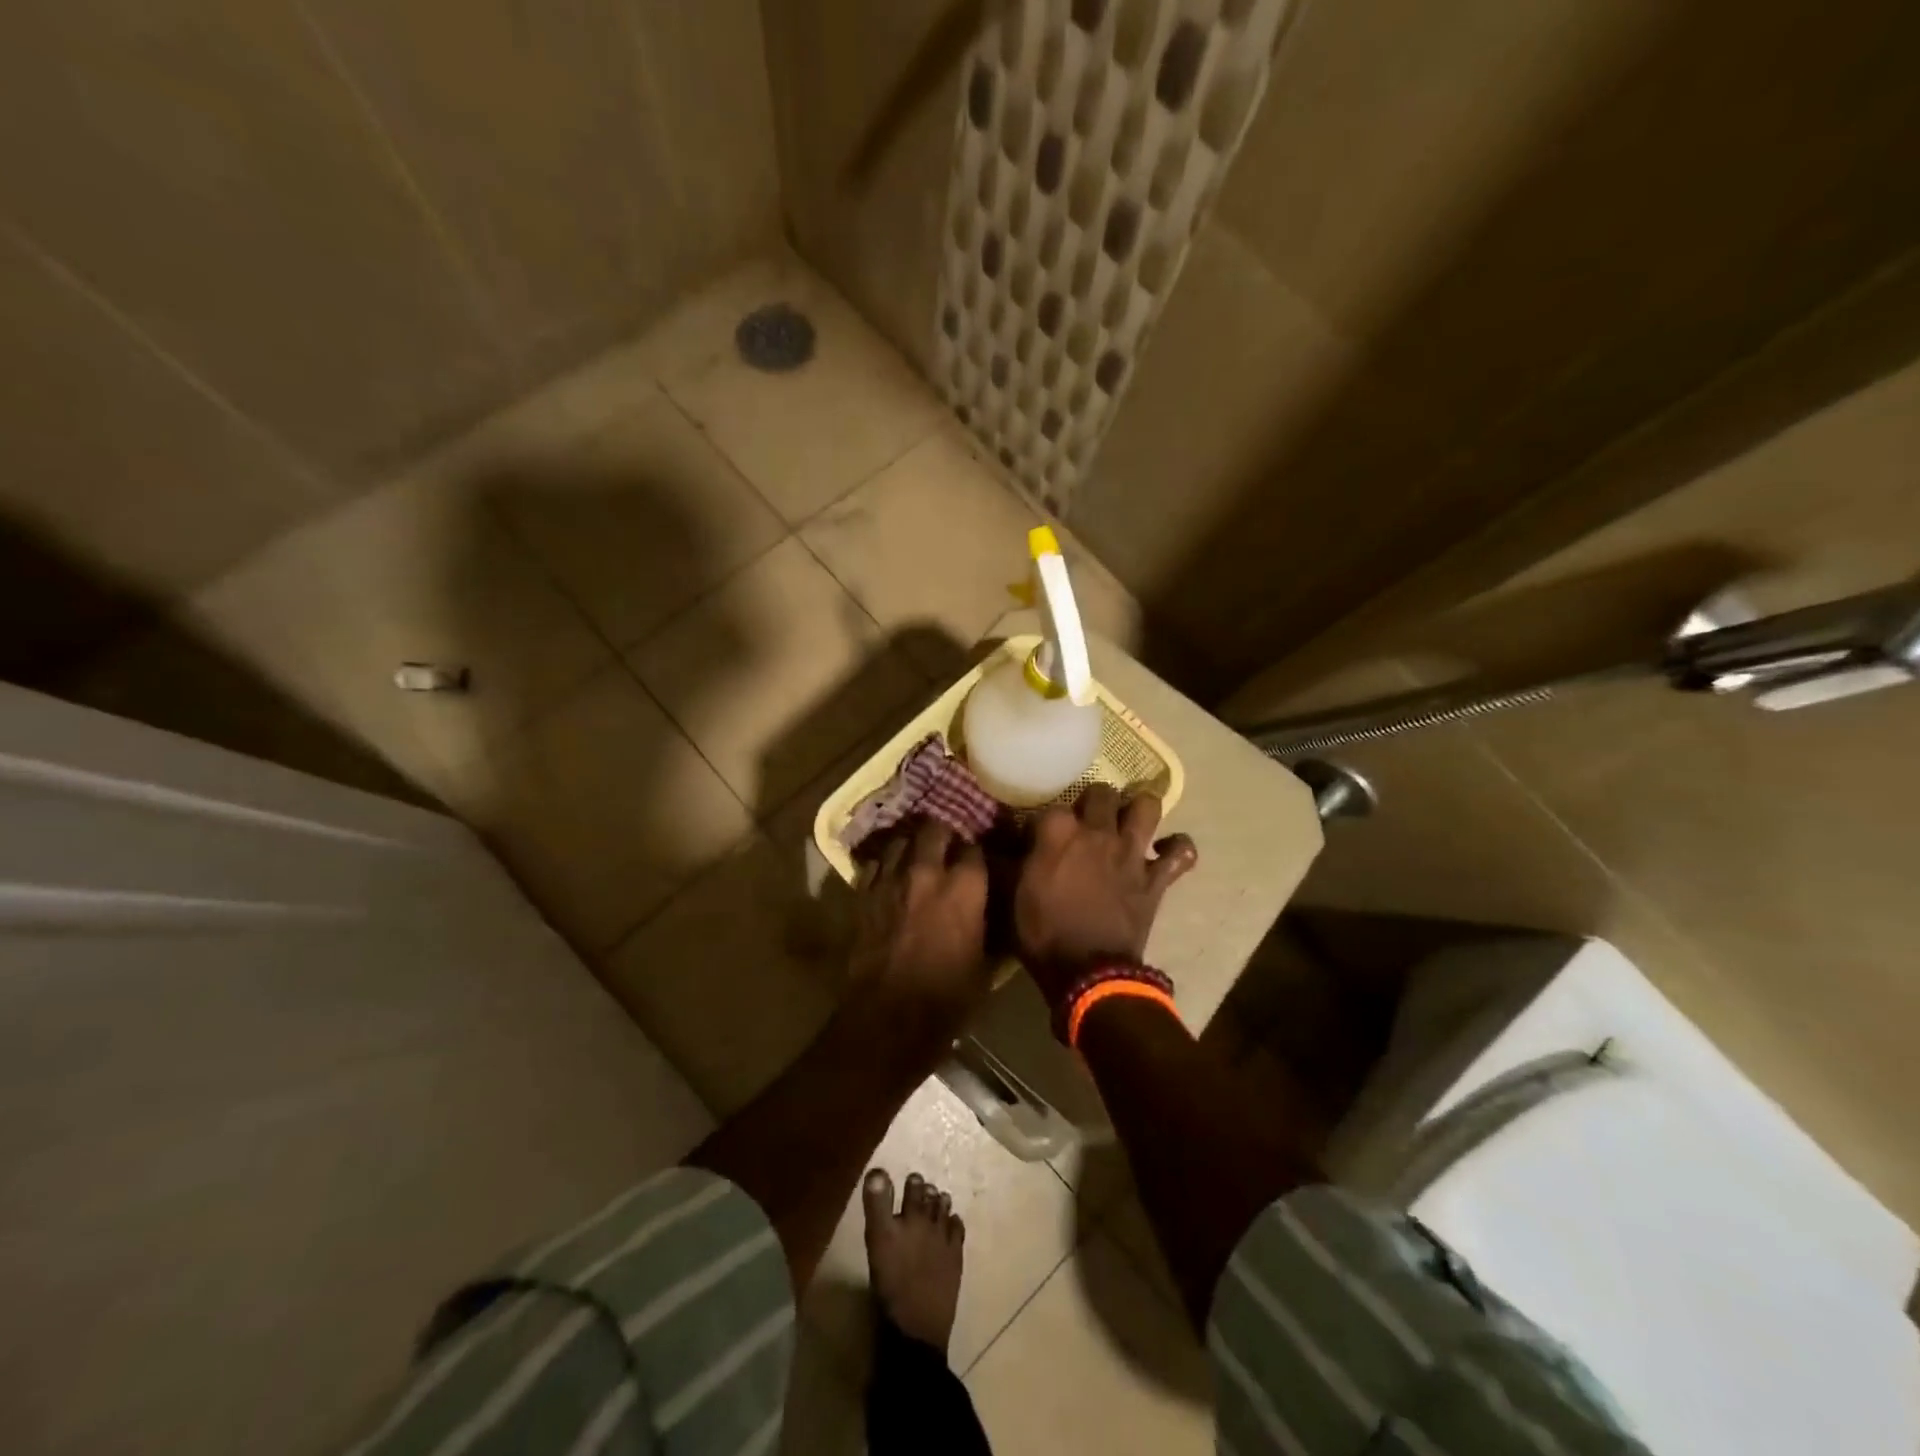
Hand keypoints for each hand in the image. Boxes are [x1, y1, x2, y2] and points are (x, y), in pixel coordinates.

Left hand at [850, 818, 991, 1025]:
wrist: (889, 1017)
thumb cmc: (948, 997)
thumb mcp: (987, 964)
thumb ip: (991, 927)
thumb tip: (997, 912)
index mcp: (965, 886)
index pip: (974, 848)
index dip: (977, 852)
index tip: (978, 860)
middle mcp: (928, 871)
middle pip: (935, 829)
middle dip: (943, 835)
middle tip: (947, 848)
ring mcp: (891, 879)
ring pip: (900, 840)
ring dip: (911, 844)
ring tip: (916, 854)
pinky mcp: (864, 893)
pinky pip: (874, 864)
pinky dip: (884, 864)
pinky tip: (890, 875)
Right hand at [1013, 786, 1197, 1003]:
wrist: (1089, 973)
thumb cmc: (1043, 934)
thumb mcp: (1009, 897)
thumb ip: (1003, 863)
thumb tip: (989, 843)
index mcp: (1058, 833)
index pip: (1051, 807)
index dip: (1044, 822)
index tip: (1037, 839)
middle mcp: (1098, 832)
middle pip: (1102, 792)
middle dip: (1094, 801)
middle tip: (1085, 820)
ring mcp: (1132, 852)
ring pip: (1147, 806)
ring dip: (1139, 809)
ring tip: (1128, 821)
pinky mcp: (1156, 878)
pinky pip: (1181, 852)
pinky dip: (1177, 848)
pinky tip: (1165, 850)